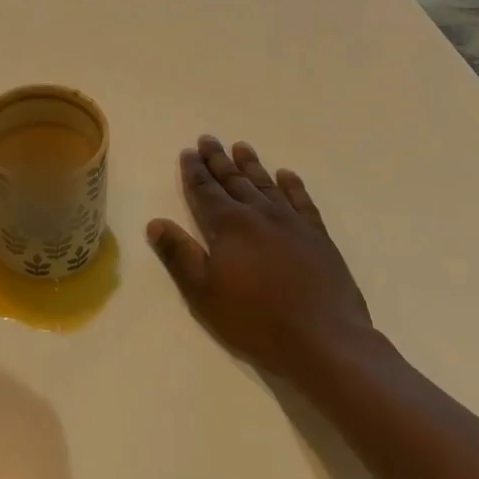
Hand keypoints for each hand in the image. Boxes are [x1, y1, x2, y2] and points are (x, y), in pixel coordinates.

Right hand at [147, 137, 372, 379]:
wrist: (324, 339)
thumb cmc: (255, 318)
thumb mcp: (204, 292)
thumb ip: (179, 254)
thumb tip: (155, 222)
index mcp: (228, 225)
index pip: (205, 190)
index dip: (194, 171)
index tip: (187, 152)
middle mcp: (259, 214)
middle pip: (233, 180)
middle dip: (218, 160)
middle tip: (208, 139)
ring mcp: (291, 223)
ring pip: (266, 185)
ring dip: (251, 165)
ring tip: (241, 147)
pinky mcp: (318, 237)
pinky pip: (302, 202)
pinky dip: (293, 186)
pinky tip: (286, 175)